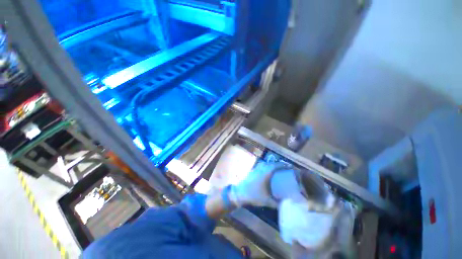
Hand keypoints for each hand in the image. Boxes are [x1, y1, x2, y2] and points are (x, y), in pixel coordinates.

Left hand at [229, 162, 291, 207]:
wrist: (240, 193)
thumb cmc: (253, 195)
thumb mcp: (266, 201)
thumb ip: (276, 203)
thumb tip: (285, 205)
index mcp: (265, 173)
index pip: (276, 166)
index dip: (283, 165)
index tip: (290, 166)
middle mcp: (261, 169)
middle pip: (271, 164)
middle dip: (279, 165)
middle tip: (285, 168)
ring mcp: (256, 169)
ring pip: (266, 164)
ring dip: (272, 165)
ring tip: (277, 169)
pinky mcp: (252, 171)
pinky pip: (261, 166)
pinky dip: (266, 167)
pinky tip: (268, 172)